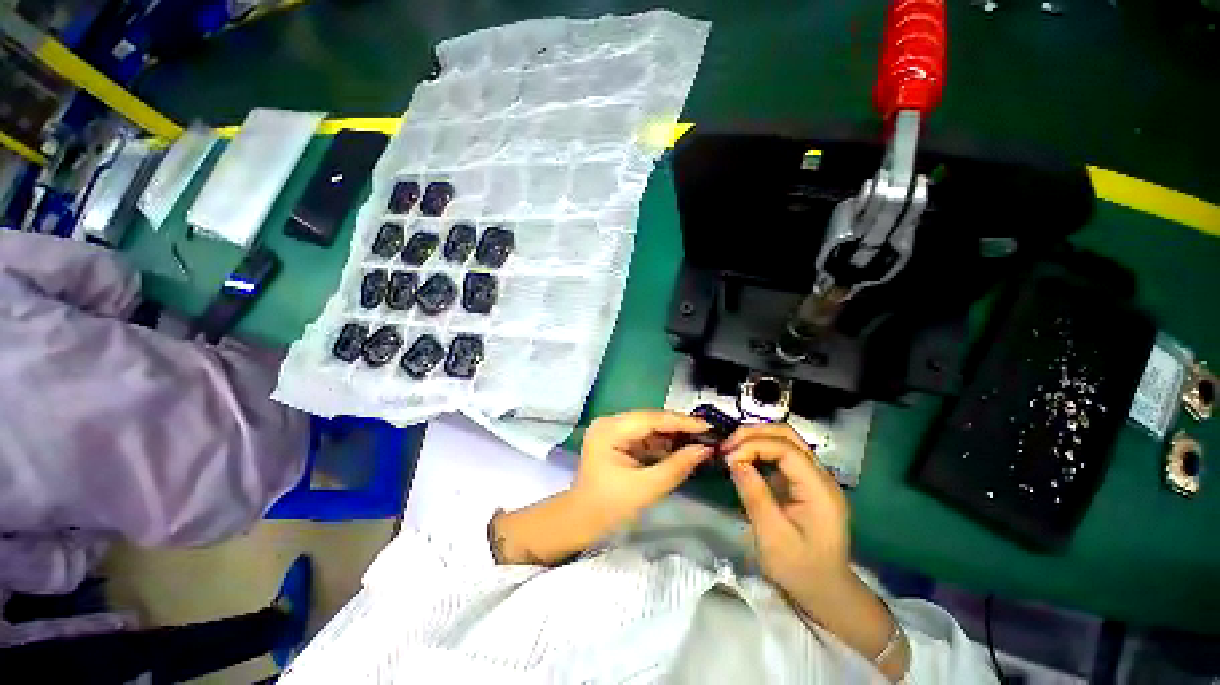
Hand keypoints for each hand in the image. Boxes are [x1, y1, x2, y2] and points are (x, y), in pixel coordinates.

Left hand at [572, 410, 712, 529]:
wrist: (580, 521)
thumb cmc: (609, 507)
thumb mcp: (646, 489)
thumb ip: (677, 466)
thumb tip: (705, 449)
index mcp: (610, 429)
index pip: (652, 419)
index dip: (682, 422)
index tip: (710, 427)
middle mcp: (610, 422)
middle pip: (651, 420)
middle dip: (679, 428)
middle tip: (709, 434)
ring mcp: (612, 429)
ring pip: (649, 427)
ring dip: (672, 435)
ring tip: (700, 440)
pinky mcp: (616, 438)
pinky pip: (644, 436)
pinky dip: (662, 443)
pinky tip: (681, 448)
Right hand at [722, 423, 852, 614]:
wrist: (826, 592)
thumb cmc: (799, 568)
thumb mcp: (772, 535)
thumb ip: (754, 494)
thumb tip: (734, 460)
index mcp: (819, 489)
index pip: (786, 449)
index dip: (754, 445)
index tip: (728, 458)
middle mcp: (820, 476)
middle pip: (787, 435)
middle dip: (753, 434)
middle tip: (726, 446)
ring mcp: (813, 477)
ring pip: (784, 440)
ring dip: (755, 439)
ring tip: (731, 449)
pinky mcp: (804, 482)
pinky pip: (781, 454)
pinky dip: (759, 450)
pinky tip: (743, 458)